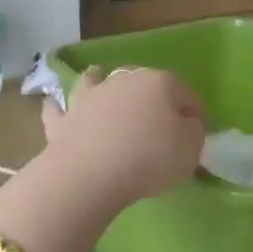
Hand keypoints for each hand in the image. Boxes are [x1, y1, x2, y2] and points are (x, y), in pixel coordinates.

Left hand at [40, 66, 205, 206]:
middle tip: (158, 122)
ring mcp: (89, 97)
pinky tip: (54, 103)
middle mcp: (123, 80)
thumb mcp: (190, 148)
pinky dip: (58, 105)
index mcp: (159, 83)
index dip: (195, 113)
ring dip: (99, 80)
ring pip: (96, 81)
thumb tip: (186, 123)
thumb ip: (193, 131)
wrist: (91, 173)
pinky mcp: (63, 119)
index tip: (197, 133)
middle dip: (152, 98)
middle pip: (143, 83)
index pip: (186, 93)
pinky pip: (58, 108)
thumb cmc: (150, 158)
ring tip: (98, 78)